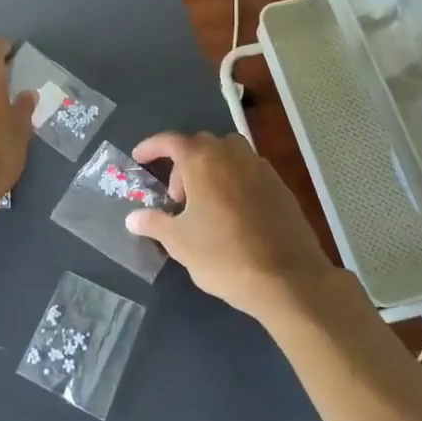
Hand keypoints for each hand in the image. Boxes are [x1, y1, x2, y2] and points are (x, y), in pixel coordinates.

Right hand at [125, 132, 342, 322]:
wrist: (289, 279)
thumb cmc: (224, 256)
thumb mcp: (179, 243)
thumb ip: (154, 223)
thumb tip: (133, 218)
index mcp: (203, 160)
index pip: (171, 141)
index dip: (152, 147)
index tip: (139, 158)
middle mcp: (232, 154)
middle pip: (201, 145)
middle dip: (183, 164)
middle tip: (175, 198)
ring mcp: (260, 168)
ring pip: (228, 155)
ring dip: (210, 169)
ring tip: (204, 204)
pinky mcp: (281, 187)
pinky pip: (248, 172)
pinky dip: (233, 181)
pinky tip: (231, 214)